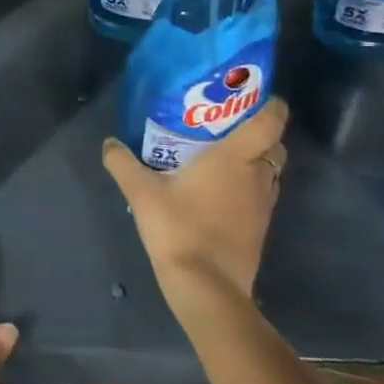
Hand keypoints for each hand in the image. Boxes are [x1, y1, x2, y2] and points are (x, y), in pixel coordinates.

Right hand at [102, 97, 289, 311]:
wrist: (206, 288)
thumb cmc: (178, 227)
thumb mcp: (141, 192)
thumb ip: (122, 163)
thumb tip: (109, 143)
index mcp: (236, 157)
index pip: (271, 121)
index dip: (270, 104)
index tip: (254, 95)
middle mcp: (258, 176)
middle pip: (274, 145)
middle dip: (258, 133)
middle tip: (226, 125)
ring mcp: (264, 206)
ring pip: (270, 172)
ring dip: (254, 161)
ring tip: (221, 156)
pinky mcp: (259, 229)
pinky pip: (261, 196)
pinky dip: (248, 187)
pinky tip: (218, 191)